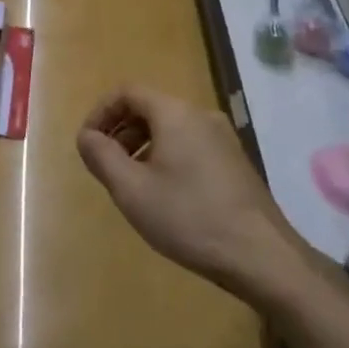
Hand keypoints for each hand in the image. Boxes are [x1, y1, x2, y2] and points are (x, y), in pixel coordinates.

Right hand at [76, 86, 310, 304]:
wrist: (261, 255)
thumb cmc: (189, 217)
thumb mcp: (132, 190)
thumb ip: (101, 156)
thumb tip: (86, 136)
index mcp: (175, 113)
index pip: (127, 92)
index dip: (100, 113)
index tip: (87, 144)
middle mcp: (201, 115)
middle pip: (150, 107)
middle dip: (120, 131)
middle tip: (105, 165)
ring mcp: (223, 138)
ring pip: (171, 128)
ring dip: (142, 145)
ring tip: (131, 182)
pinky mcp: (234, 161)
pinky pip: (190, 144)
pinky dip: (167, 156)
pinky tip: (165, 195)